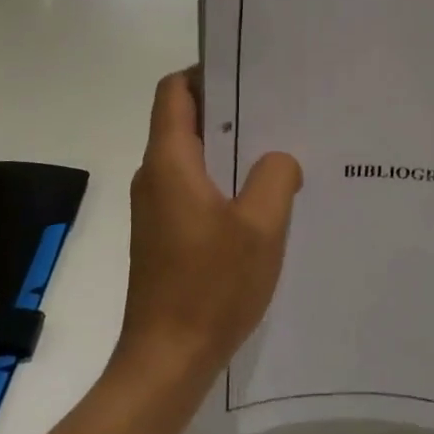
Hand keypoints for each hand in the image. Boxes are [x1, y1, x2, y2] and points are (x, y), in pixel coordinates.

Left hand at [119, 70, 302, 383]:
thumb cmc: (211, 286)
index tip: (246, 73)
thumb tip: (279, 160)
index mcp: (169, 162)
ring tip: (278, 149)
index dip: (204, 73)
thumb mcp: (261, 226)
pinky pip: (193, 188)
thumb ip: (275, 177)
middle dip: (227, 108)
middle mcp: (155, 177)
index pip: (174, 92)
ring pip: (192, 157)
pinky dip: (223, 180)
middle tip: (277, 106)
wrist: (167, 361)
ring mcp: (156, 208)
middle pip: (184, 121)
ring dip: (229, 148)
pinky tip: (261, 199)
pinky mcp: (164, 235)